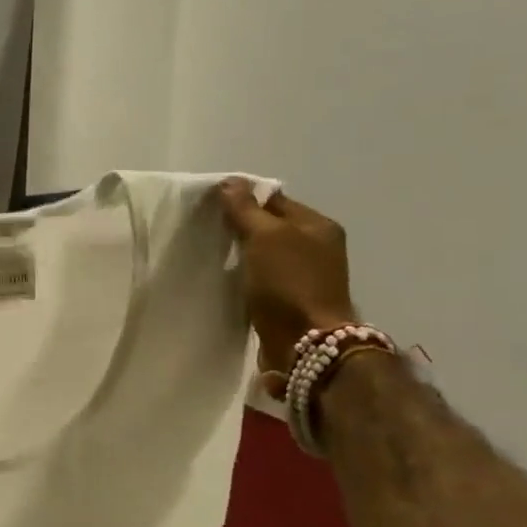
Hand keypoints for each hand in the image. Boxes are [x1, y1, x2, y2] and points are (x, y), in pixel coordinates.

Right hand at [217, 180, 359, 399]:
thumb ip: (245, 209)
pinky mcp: (292, 302)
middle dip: (241, 228)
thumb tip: (230, 182)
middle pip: (271, 228)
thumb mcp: (265, 237)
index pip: (275, 200)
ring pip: (265, 256)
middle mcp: (317, 248)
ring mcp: (306, 277)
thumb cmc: (289, 283)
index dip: (244, 199)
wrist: (306, 344)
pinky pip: (264, 280)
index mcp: (318, 225)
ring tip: (213, 256)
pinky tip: (227, 282)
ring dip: (242, 256)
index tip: (211, 206)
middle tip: (208, 231)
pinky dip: (246, 279)